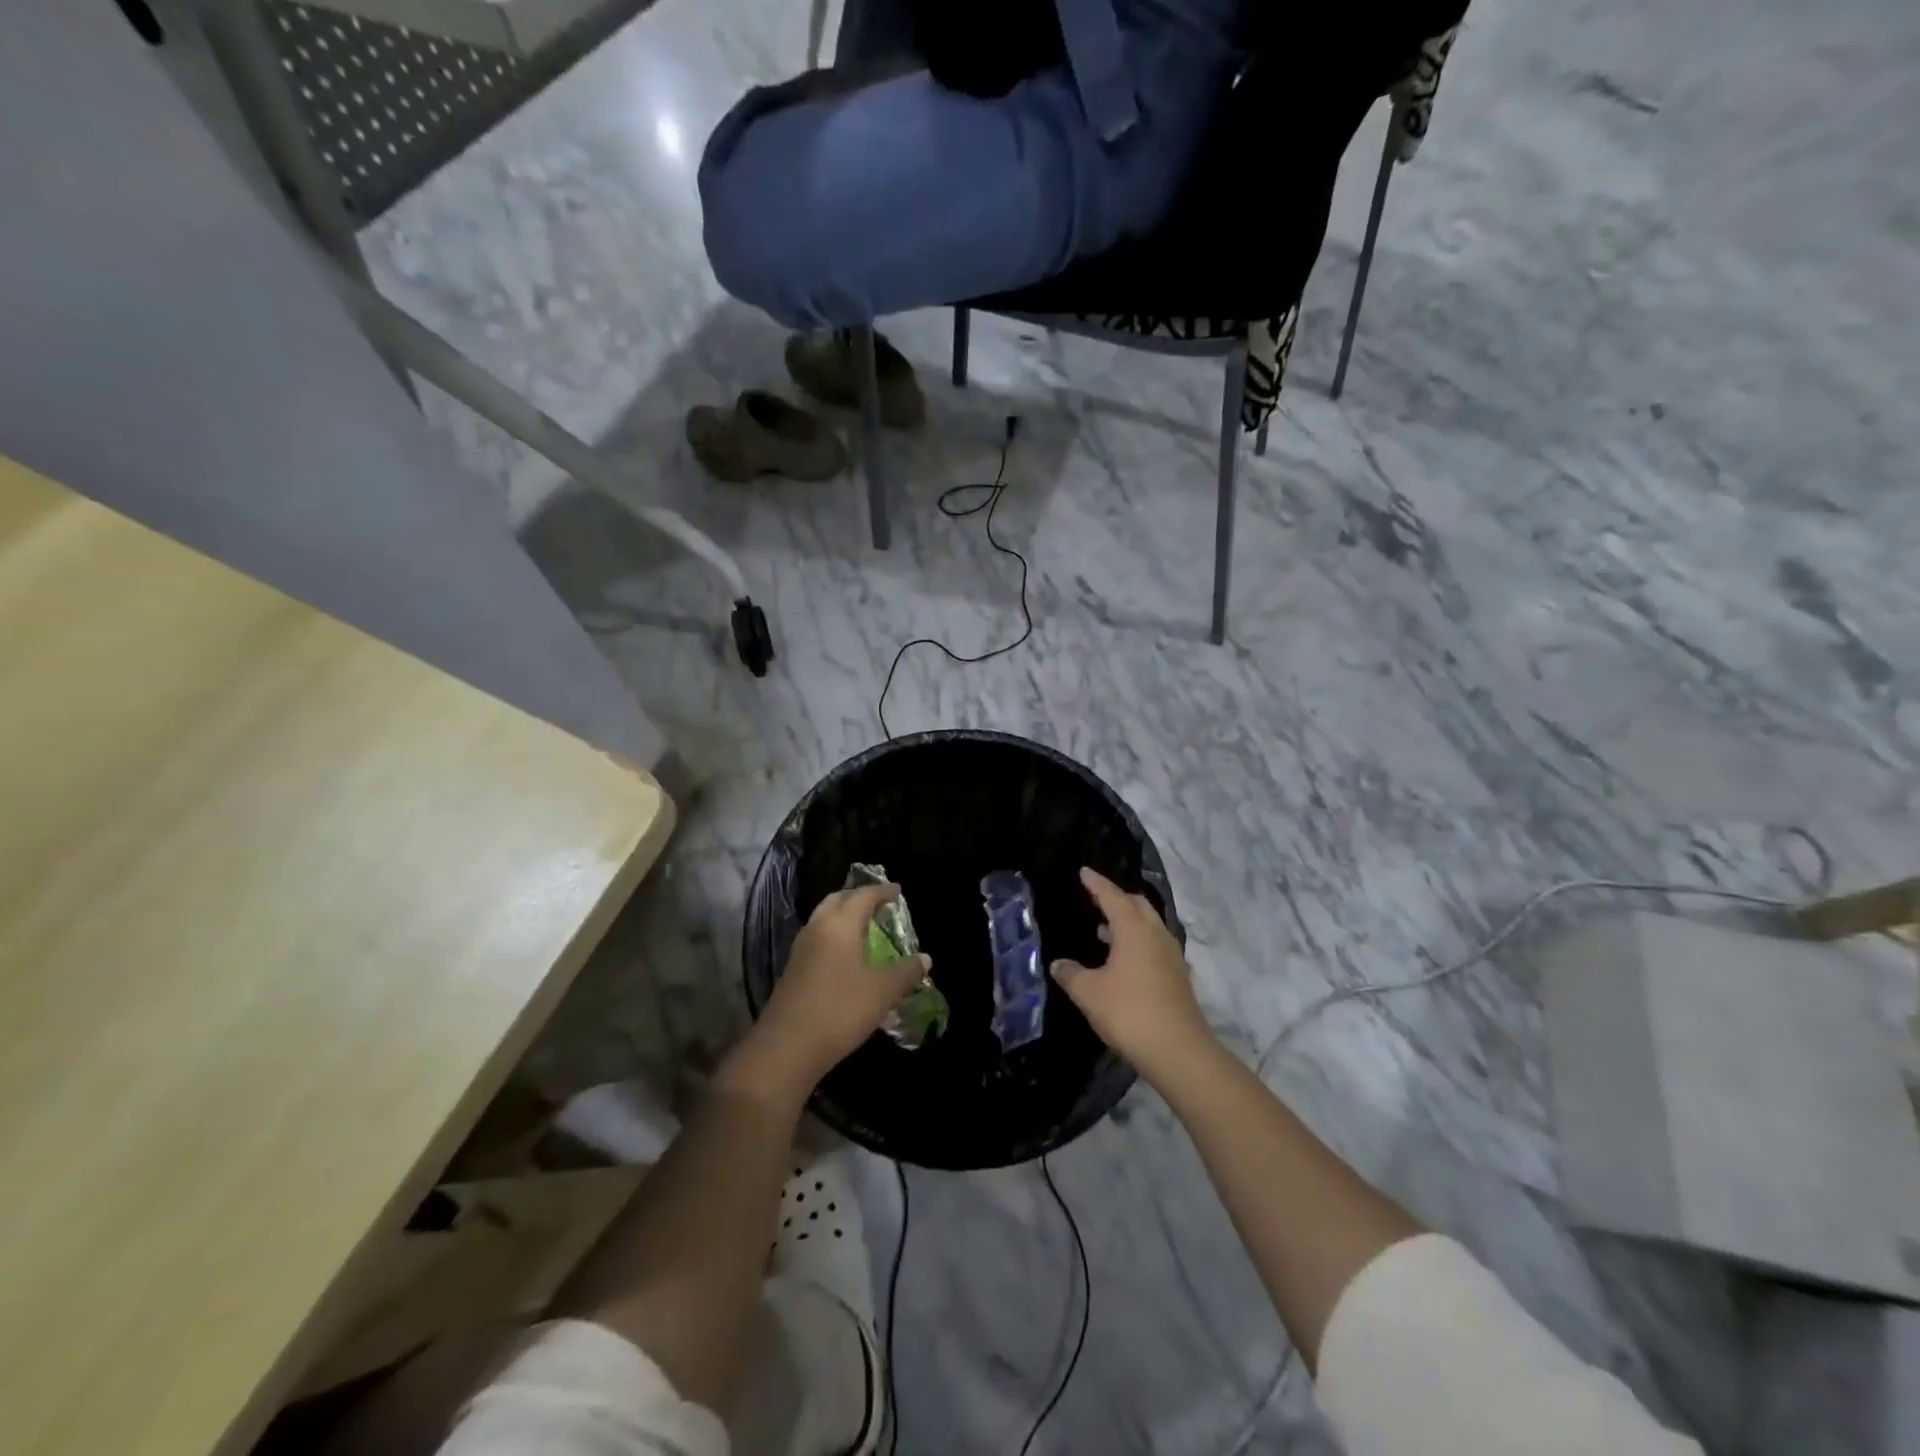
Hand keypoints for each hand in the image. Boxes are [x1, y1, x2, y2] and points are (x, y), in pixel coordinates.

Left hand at [741, 883, 931, 1094]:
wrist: (787, 1047)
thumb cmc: (841, 1010)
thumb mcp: (883, 991)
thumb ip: (906, 972)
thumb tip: (926, 958)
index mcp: (840, 925)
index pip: (863, 896)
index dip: (882, 891)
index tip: (897, 890)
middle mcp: (817, 929)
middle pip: (837, 900)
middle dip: (858, 897)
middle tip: (878, 904)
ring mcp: (800, 950)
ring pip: (823, 919)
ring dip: (843, 916)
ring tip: (863, 927)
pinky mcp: (792, 970)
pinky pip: (817, 939)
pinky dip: (833, 935)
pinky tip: (844, 956)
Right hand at [1052, 868, 1213, 1081]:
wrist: (1179, 1051)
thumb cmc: (1129, 1012)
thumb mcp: (1089, 993)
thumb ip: (1070, 974)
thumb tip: (1058, 964)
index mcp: (1134, 929)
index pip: (1113, 896)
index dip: (1096, 883)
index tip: (1084, 871)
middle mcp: (1156, 934)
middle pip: (1137, 905)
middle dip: (1117, 898)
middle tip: (1096, 898)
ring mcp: (1171, 956)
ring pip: (1149, 926)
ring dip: (1128, 922)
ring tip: (1103, 929)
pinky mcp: (1177, 977)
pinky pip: (1154, 945)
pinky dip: (1137, 942)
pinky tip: (1123, 960)